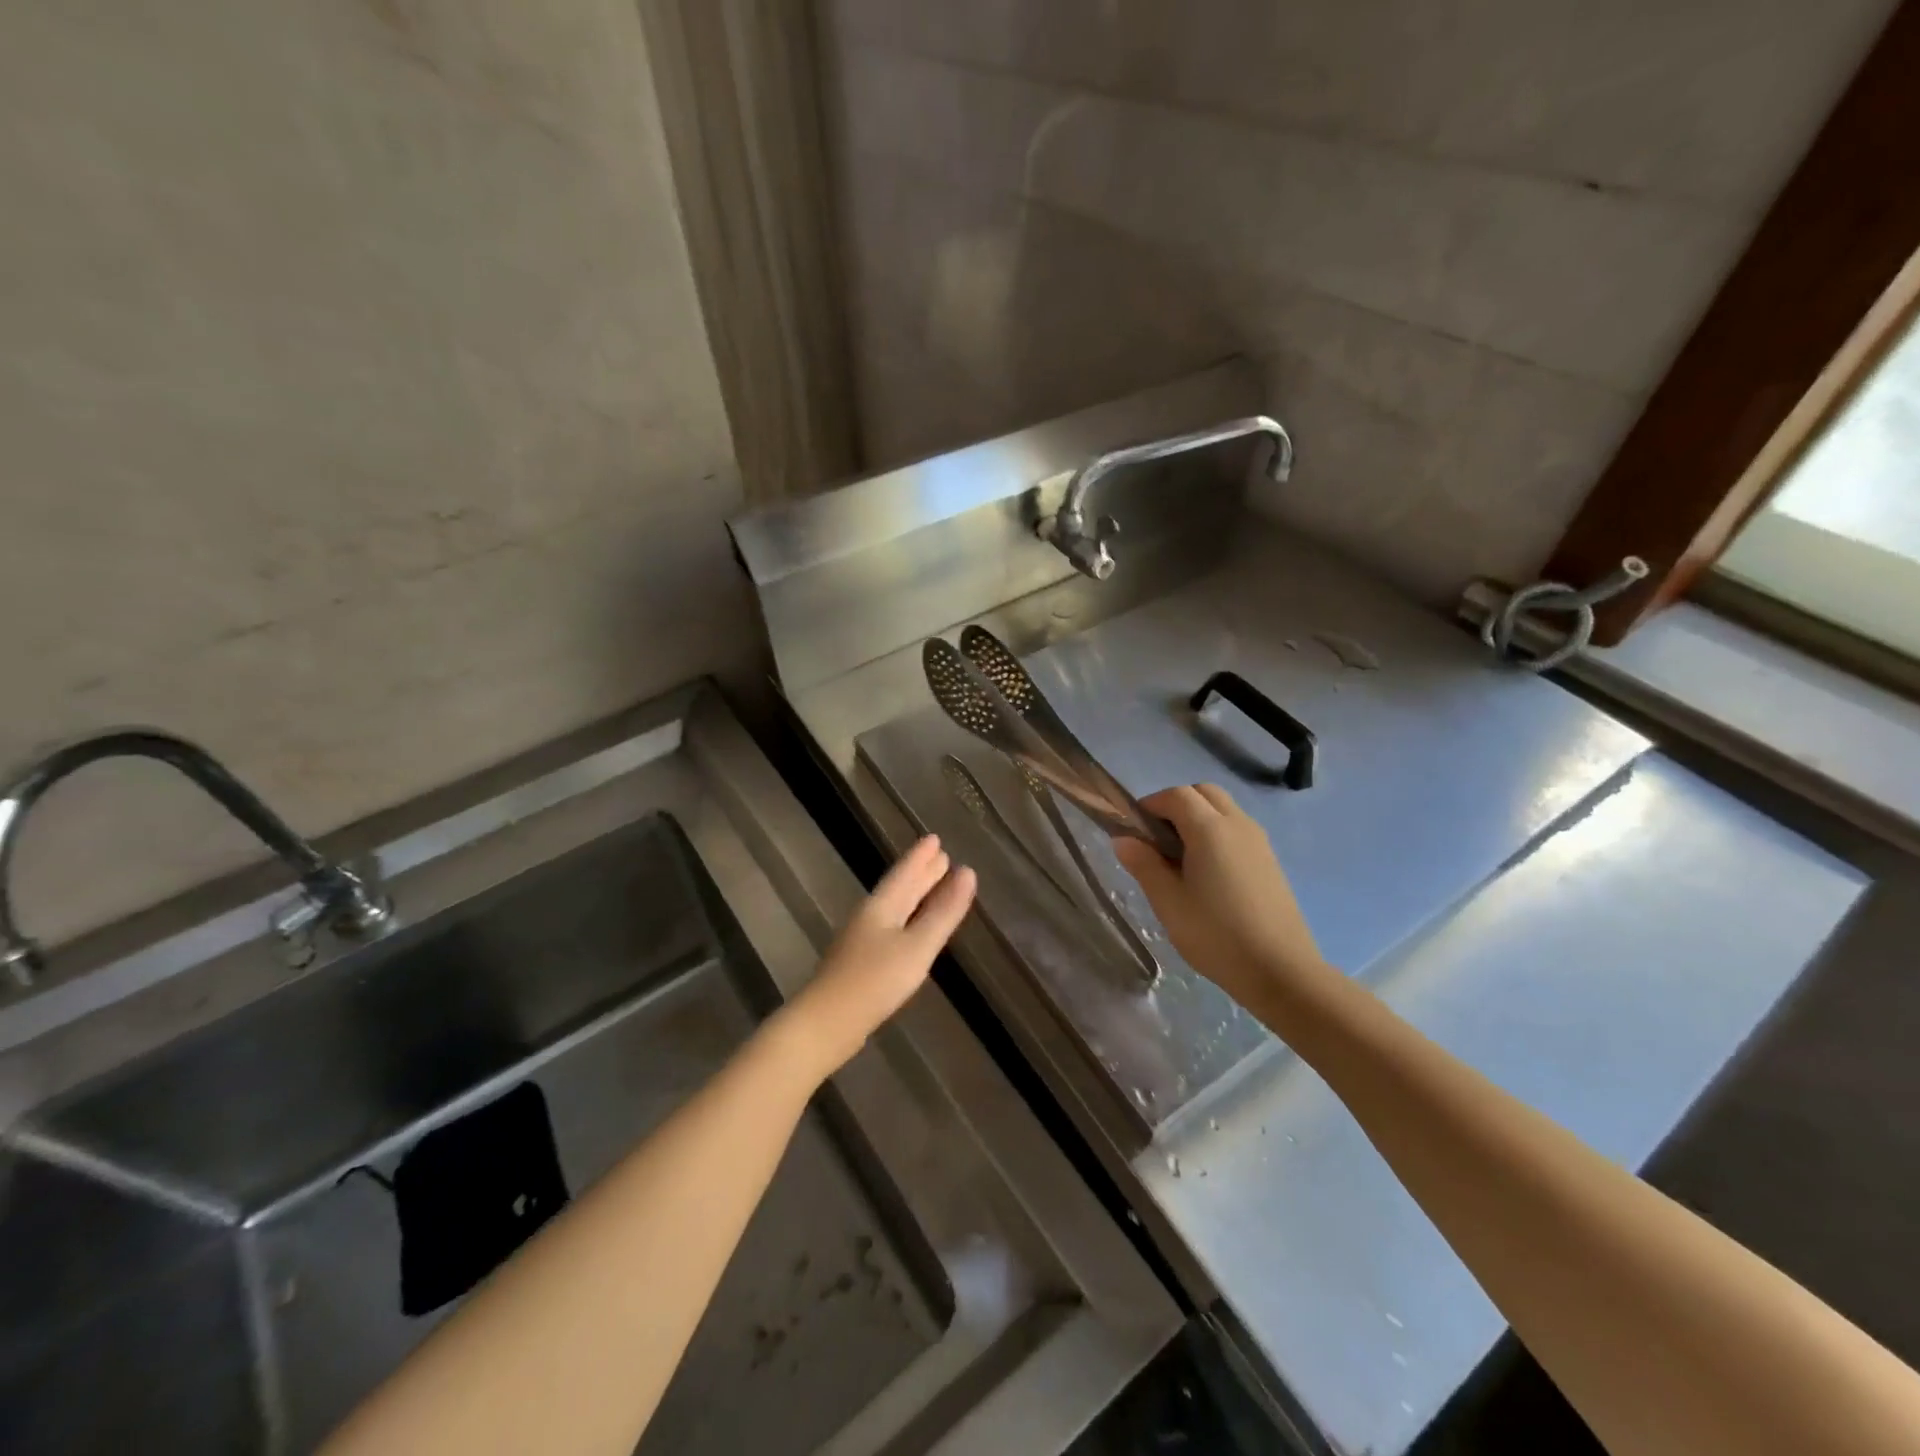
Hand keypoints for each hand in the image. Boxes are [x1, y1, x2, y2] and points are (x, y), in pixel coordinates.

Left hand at [782, 836, 975, 1078]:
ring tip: (933, 883)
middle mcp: (870, 916)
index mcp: (882, 906)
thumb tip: (967, 873)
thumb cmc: (874, 981)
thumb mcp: (917, 947)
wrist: (826, 1024)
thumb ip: (943, 913)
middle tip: (941, 856)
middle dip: (921, 872)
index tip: (936, 838)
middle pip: (900, 888)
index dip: (921, 856)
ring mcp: (862, 939)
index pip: (905, 873)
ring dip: (915, 893)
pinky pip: (891, 926)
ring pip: (895, 906)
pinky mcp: (861, 962)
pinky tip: (911, 928)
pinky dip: (908, 917)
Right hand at [1112, 785, 1326, 1007]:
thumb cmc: (1216, 935)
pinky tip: (1207, 874)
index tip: (1134, 831)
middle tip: (1157, 840)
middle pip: (1203, 793)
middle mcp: (1238, 824)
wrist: (1281, 971)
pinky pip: (1237, 829)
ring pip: (1223, 808)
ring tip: (1180, 859)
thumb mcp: (1168, 902)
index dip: (1150, 805)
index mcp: (1210, 829)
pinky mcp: (1270, 860)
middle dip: (1175, 805)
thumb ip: (1144, 864)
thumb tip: (1123, 839)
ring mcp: (1259, 841)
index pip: (1176, 795)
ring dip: (1198, 818)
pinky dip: (1216, 833)